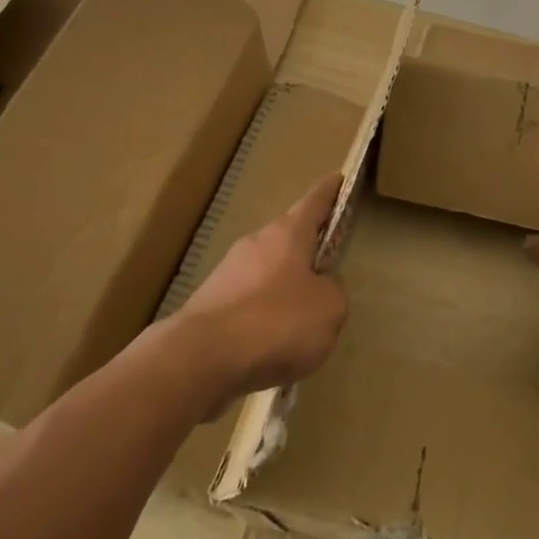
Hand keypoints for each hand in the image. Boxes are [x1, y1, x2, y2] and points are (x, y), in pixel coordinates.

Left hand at [180, 174, 347, 407]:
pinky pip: (247, 305)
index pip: (314, 202)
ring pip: (266, 272)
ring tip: (301, 319)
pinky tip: (271, 346)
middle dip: (306, 248)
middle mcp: (256, 243)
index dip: (330, 191)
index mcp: (288, 234)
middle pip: (288, 237)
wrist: (200, 359)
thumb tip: (319, 289)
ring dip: (283, 287)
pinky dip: (263, 318)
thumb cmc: (276, 322)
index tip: (339, 179)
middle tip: (326, 264)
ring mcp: (227, 273)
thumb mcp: (329, 308)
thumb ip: (333, 291)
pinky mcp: (209, 306)